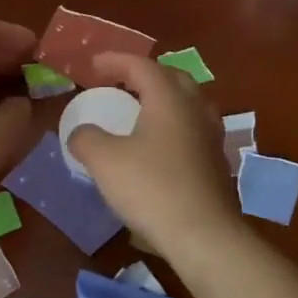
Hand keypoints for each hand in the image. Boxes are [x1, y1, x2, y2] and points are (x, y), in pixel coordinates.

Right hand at [65, 53, 241, 261]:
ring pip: (187, 103)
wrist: (204, 237)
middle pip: (171, 77)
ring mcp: (211, 136)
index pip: (141, 65)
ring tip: (140, 111)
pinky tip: (159, 147)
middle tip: (120, 83)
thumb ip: (86, 138)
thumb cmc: (152, 188)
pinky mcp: (217, 163)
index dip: (115, 61)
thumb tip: (80, 133)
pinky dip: (173, 126)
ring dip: (162, 99)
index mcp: (169, 98)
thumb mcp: (105, 161)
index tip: (92, 65)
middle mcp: (195, 109)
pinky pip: (193, 129)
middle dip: (143, 75)